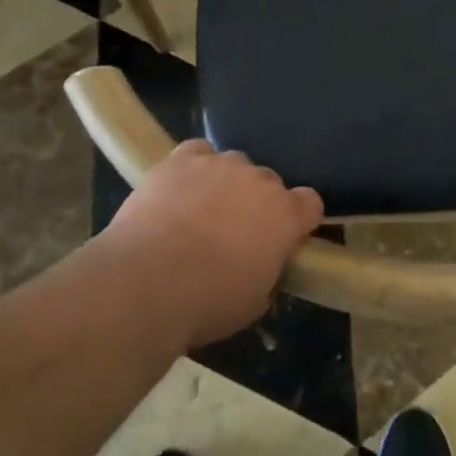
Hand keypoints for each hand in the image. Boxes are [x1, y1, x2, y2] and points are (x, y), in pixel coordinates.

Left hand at [101, 139, 323, 349]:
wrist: (146, 282)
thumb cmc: (207, 302)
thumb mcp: (253, 303)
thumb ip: (268, 272)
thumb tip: (262, 263)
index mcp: (286, 216)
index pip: (310, 202)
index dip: (298, 219)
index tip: (283, 238)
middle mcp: (259, 180)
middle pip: (269, 182)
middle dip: (257, 203)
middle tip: (234, 234)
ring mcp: (220, 164)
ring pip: (234, 164)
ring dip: (225, 184)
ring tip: (200, 212)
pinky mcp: (182, 159)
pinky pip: (198, 152)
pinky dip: (194, 167)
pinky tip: (180, 188)